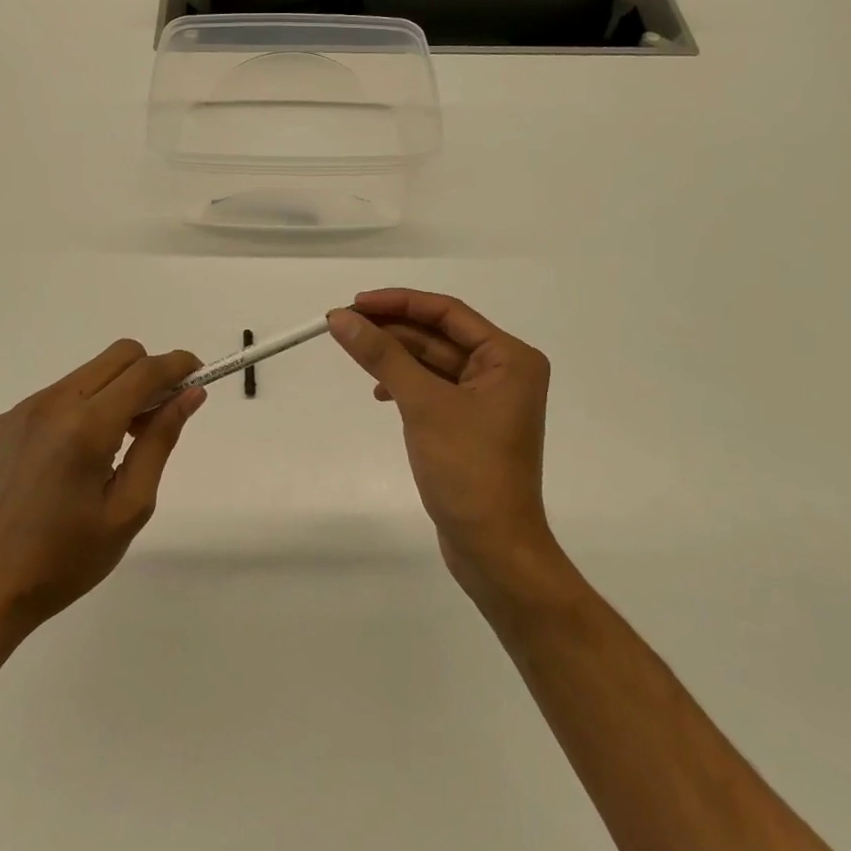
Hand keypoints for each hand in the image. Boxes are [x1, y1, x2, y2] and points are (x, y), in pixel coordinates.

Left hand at [0, 340, 203, 646]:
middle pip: (119, 356)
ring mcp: (25, 409)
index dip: (179, 365)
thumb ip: (160, 441)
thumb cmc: (66, 559)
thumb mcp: (129, 507)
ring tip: (120, 443)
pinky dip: (88, 404)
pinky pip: (62, 392)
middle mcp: (53, 403)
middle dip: (150, 373)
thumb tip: (191, 395)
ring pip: (90, 372)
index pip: (144, 371)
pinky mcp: (7, 421)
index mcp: (86, 427)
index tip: (200, 375)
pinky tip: (81, 454)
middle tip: (159, 419)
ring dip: (119, 389)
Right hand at [329, 290, 562, 609]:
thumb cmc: (468, 469)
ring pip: (433, 361)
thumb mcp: (423, 405)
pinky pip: (433, 388)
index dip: (399, 302)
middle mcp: (504, 371)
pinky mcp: (470, 423)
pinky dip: (405, 384)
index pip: (447, 313)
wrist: (493, 547)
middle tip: (343, 325)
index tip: (355, 303)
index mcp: (509, 358)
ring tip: (353, 352)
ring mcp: (487, 399)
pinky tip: (379, 391)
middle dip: (392, 329)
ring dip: (395, 356)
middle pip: (439, 335)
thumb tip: (341, 319)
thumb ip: (382, 356)